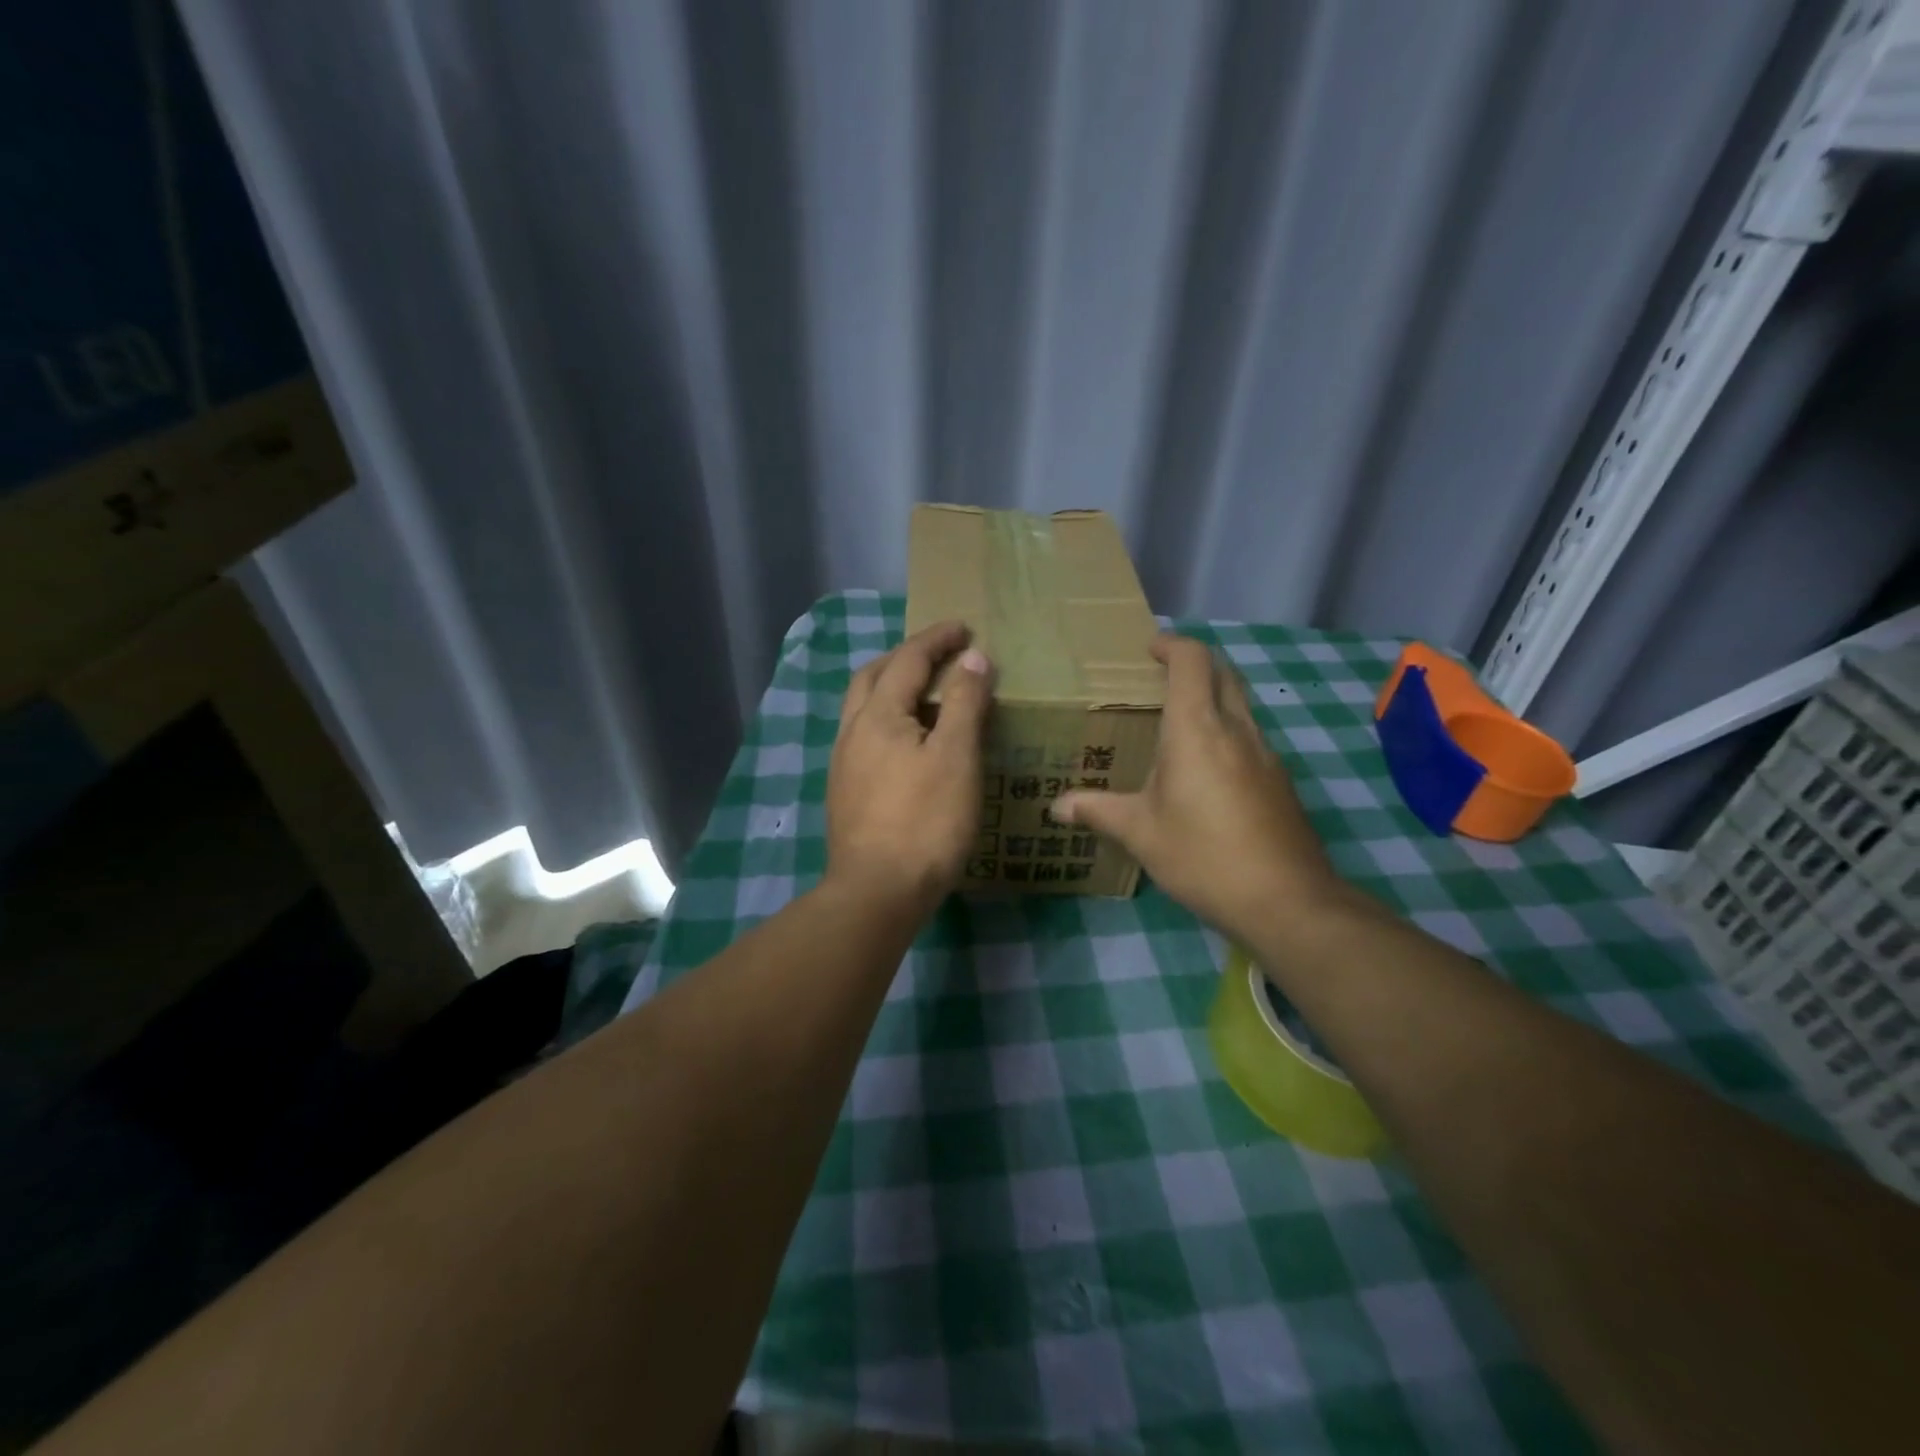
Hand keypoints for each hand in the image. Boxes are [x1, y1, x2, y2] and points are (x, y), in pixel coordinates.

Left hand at [825, 621, 992, 915]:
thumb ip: (962, 702)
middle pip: (874, 676)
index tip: (964, 627)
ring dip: (893, 689)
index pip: (908, 660)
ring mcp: (844, 764)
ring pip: (864, 708)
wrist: (877, 892)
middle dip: (906, 657)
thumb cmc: (925, 821)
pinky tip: (910, 744)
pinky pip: (867, 737)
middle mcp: (852, 731)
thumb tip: (971, 657)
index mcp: (878, 715)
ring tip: (929, 697)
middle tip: (940, 655)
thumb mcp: (955, 756)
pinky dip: (890, 721)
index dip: (937, 639)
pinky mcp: (846, 792)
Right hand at [1053, 634, 1353, 945]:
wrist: (1286, 901)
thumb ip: (1097, 811)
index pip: (1192, 661)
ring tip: (1177, 724)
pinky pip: (1251, 737)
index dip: (1171, 645)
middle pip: (1223, 673)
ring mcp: (1266, 754)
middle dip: (1194, 664)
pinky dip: (1227, 732)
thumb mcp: (1140, 833)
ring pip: (1241, 704)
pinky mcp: (1280, 781)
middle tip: (1159, 679)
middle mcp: (1237, 729)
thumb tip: (1056, 808)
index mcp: (1197, 729)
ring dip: (1213, 697)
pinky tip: (1206, 771)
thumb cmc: (1203, 856)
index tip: (1148, 650)